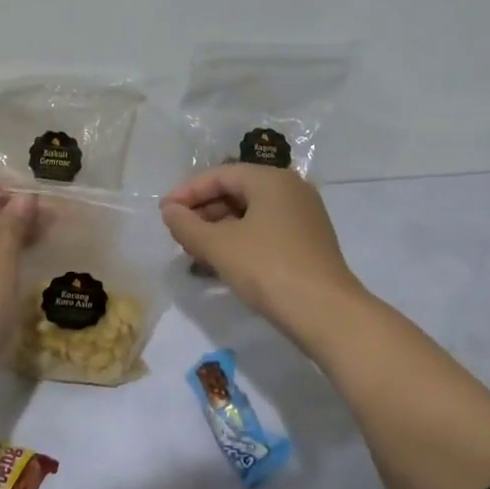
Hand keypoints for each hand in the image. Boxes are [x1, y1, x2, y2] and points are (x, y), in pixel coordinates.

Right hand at [161, 165, 363, 337]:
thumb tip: (169, 211)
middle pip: (236, 191)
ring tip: (194, 250)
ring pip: (250, 213)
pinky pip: (264, 230)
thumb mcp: (218, 246)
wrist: (326, 313)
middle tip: (177, 233)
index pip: (220, 175)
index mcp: (271, 179)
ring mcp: (303, 217)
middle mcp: (291, 190)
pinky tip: (221, 261)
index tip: (163, 212)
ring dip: (218, 228)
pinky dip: (239, 240)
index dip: (187, 192)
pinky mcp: (307, 242)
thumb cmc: (268, 269)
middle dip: (203, 210)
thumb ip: (186, 225)